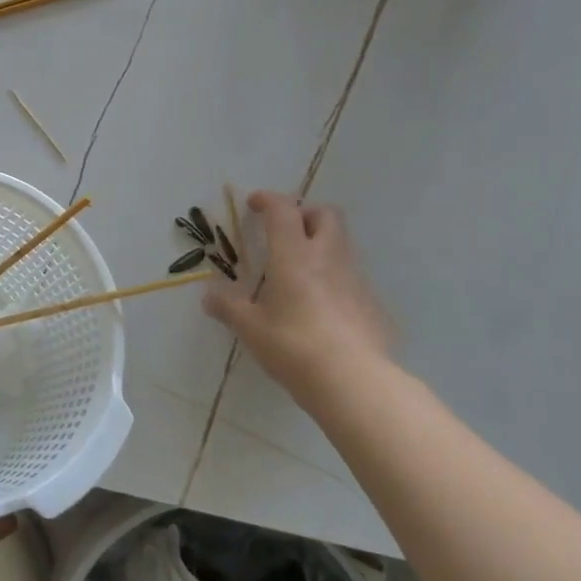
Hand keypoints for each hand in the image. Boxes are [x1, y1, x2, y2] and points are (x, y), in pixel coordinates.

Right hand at [203, 192, 393, 399]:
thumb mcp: (251, 329)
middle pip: (325, 215)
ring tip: (300, 272)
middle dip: (304, 214)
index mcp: (294, 255)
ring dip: (321, 245)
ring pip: (342, 244)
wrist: (353, 381)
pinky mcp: (372, 303)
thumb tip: (208, 297)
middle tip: (285, 232)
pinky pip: (352, 277)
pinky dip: (335, 278)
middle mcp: (328, 257)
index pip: (283, 210)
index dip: (268, 200)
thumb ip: (228, 308)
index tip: (255, 203)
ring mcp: (356, 279)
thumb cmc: (293, 346)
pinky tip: (322, 307)